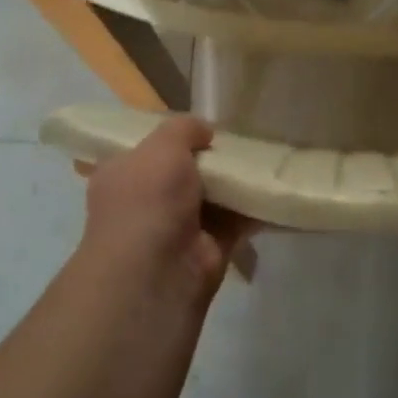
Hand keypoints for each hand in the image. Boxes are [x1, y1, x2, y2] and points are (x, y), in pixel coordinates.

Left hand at [75, 116, 254, 307]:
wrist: (157, 270)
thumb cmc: (148, 200)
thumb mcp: (162, 146)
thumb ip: (184, 129)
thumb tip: (205, 132)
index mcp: (121, 175)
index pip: (145, 149)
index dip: (172, 137)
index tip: (202, 127)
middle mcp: (146, 201)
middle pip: (184, 171)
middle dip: (210, 159)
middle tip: (242, 141)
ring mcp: (178, 226)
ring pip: (213, 195)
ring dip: (235, 182)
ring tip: (266, 158)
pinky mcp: (209, 247)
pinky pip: (236, 219)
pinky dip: (254, 207)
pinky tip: (276, 189)